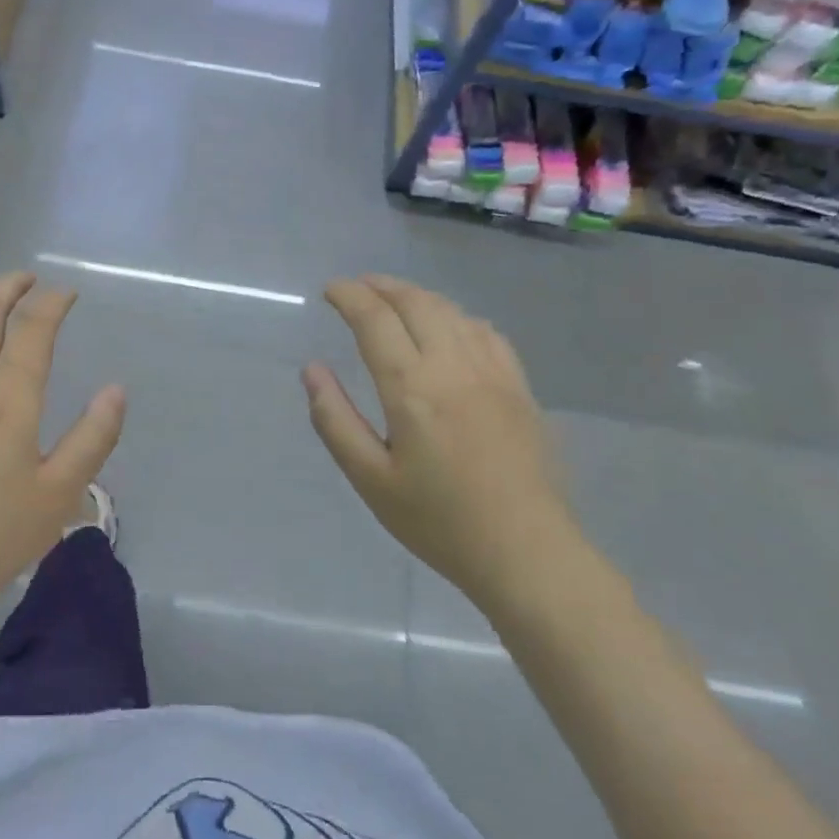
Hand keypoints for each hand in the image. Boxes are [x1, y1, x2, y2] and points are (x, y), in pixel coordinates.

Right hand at [302, 275, 579, 602]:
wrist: (526, 552)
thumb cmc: (439, 522)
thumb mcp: (371, 479)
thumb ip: (335, 420)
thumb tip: (312, 370)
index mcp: (412, 389)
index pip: (375, 320)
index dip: (349, 296)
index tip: (330, 290)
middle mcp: (454, 367)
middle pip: (416, 303)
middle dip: (382, 286)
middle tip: (357, 287)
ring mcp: (493, 373)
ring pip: (452, 311)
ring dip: (417, 296)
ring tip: (394, 299)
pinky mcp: (520, 387)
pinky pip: (486, 332)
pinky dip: (457, 316)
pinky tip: (449, 327)